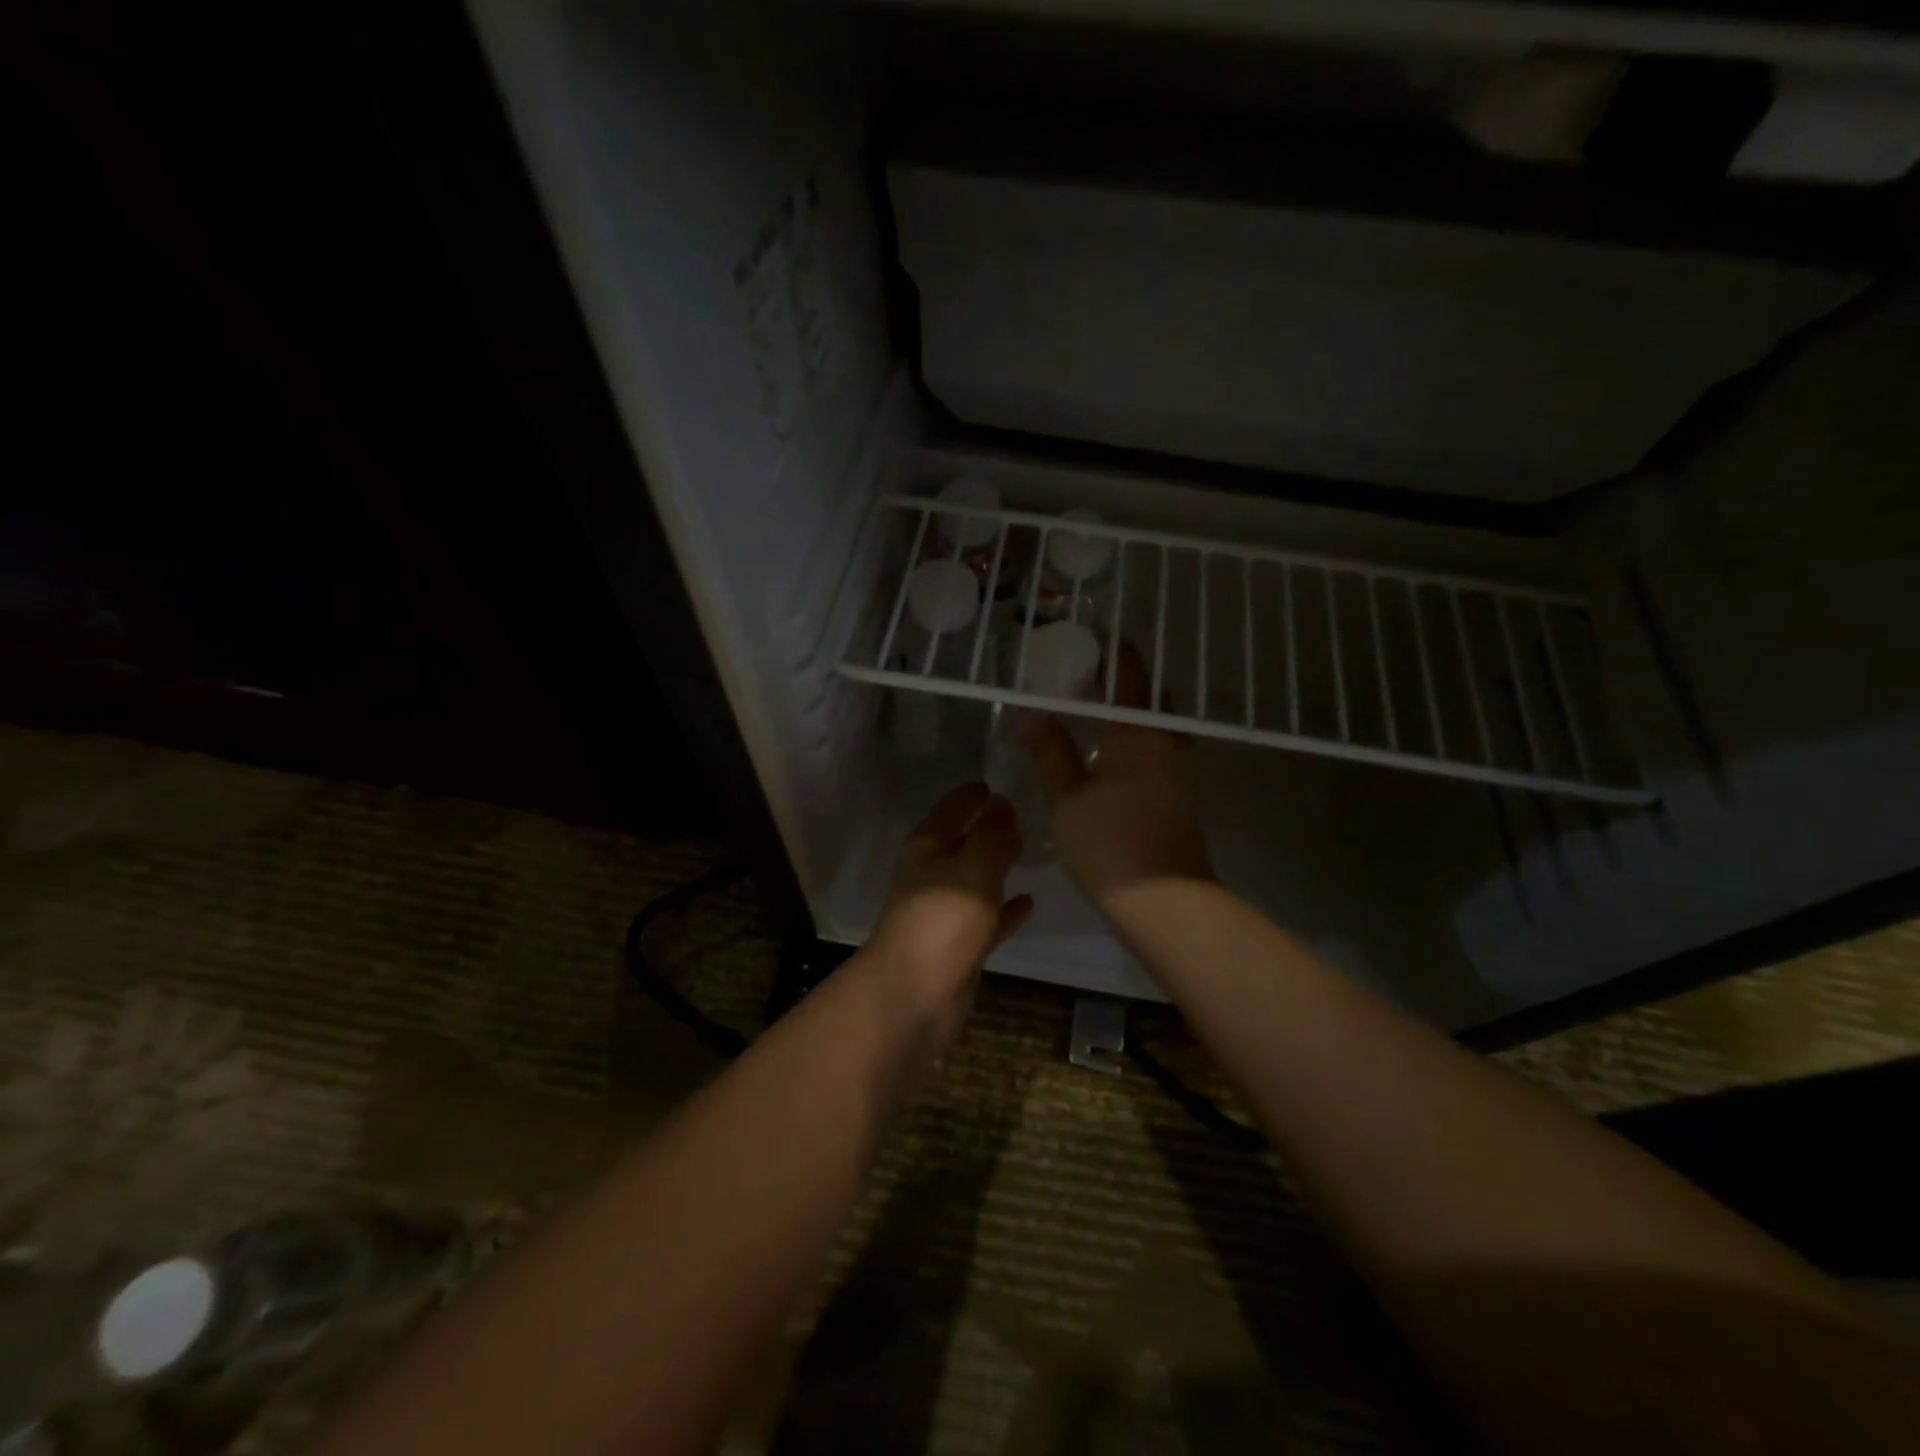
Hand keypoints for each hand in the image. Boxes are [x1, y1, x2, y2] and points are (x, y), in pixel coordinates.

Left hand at [868, 782, 1033, 1045]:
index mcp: (927, 847)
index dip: (970, 795)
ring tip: (1029, 852)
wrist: (916, 992)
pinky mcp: (958, 944)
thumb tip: (1002, 802)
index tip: (994, 782)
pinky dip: (1004, 909)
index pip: (950, 809)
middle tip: (1023, 814)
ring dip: (997, 867)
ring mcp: (944, 911)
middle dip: (988, 829)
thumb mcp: (974, 866)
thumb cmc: (943, 918)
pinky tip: (1029, 902)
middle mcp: (932, 874)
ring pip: (975, 879)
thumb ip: (992, 835)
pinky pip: (986, 917)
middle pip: (962, 843)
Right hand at [1024, 646, 1212, 905]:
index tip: (1082, 646)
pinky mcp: (1182, 788)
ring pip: (1153, 722)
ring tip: (1087, 713)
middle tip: (1078, 680)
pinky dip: (1134, 737)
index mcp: (1140, 729)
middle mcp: (1168, 737)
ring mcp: (1181, 764)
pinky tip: (1106, 752)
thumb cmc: (1108, 841)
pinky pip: (1157, 745)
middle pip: (1145, 694)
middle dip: (1116, 682)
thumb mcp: (1066, 796)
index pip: (1129, 671)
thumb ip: (1049, 750)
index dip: (1108, 653)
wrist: (1162, 899)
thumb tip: (1031, 714)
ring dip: (1126, 712)